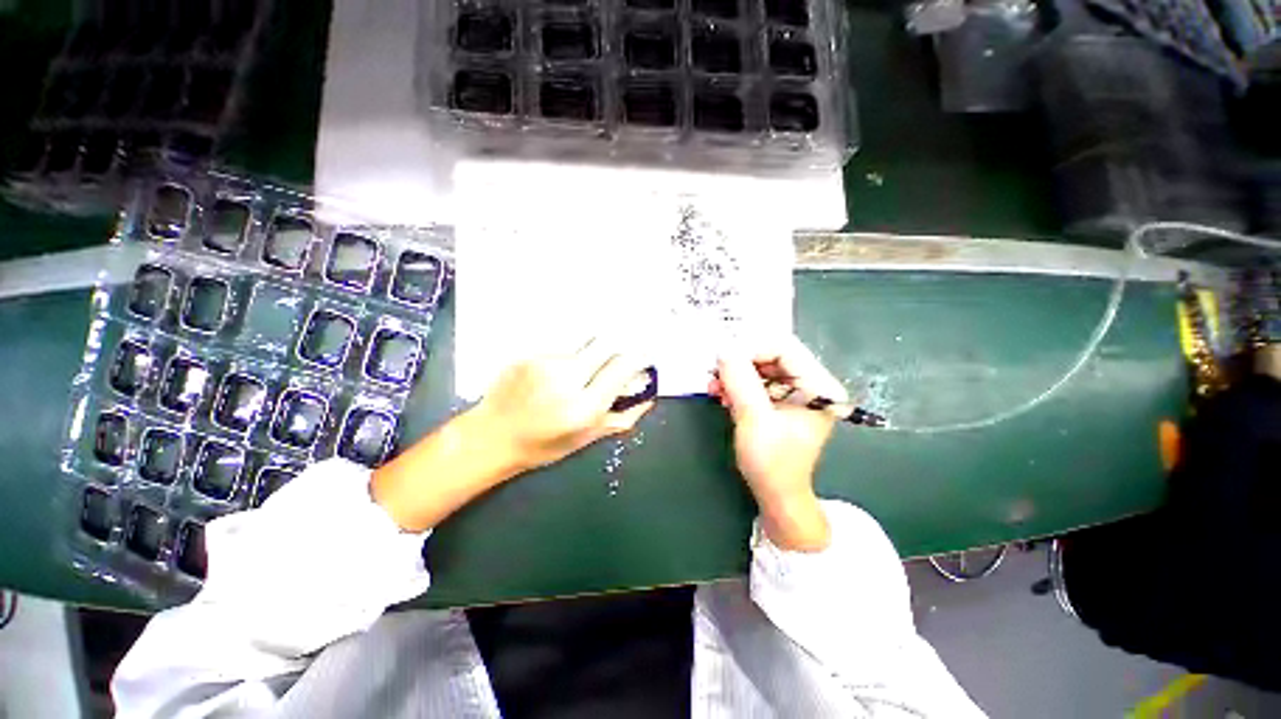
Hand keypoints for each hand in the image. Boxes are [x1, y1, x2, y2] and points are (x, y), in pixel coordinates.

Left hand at [372, 342, 653, 531]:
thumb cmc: (543, 445)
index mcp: (584, 407)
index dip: (639, 357)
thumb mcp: (587, 438)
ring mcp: (545, 363)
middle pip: (606, 344)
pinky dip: (571, 355)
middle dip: (620, 345)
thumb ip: (623, 417)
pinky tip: (560, 370)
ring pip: (584, 343)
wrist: (492, 436)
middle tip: (621, 354)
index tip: (645, 355)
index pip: (622, 368)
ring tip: (585, 367)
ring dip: (593, 351)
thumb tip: (649, 396)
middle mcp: (566, 379)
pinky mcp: (529, 354)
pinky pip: (562, 347)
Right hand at [709, 336, 846, 551]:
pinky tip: (721, 393)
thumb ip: (740, 381)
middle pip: (771, 355)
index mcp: (819, 387)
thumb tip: (723, 349)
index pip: (785, 348)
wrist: (776, 495)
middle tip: (715, 372)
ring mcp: (795, 392)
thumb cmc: (772, 463)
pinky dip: (737, 385)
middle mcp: (811, 384)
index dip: (751, 349)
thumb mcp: (754, 419)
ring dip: (734, 374)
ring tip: (714, 386)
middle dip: (740, 362)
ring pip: (760, 367)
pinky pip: (756, 381)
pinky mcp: (780, 401)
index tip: (724, 360)